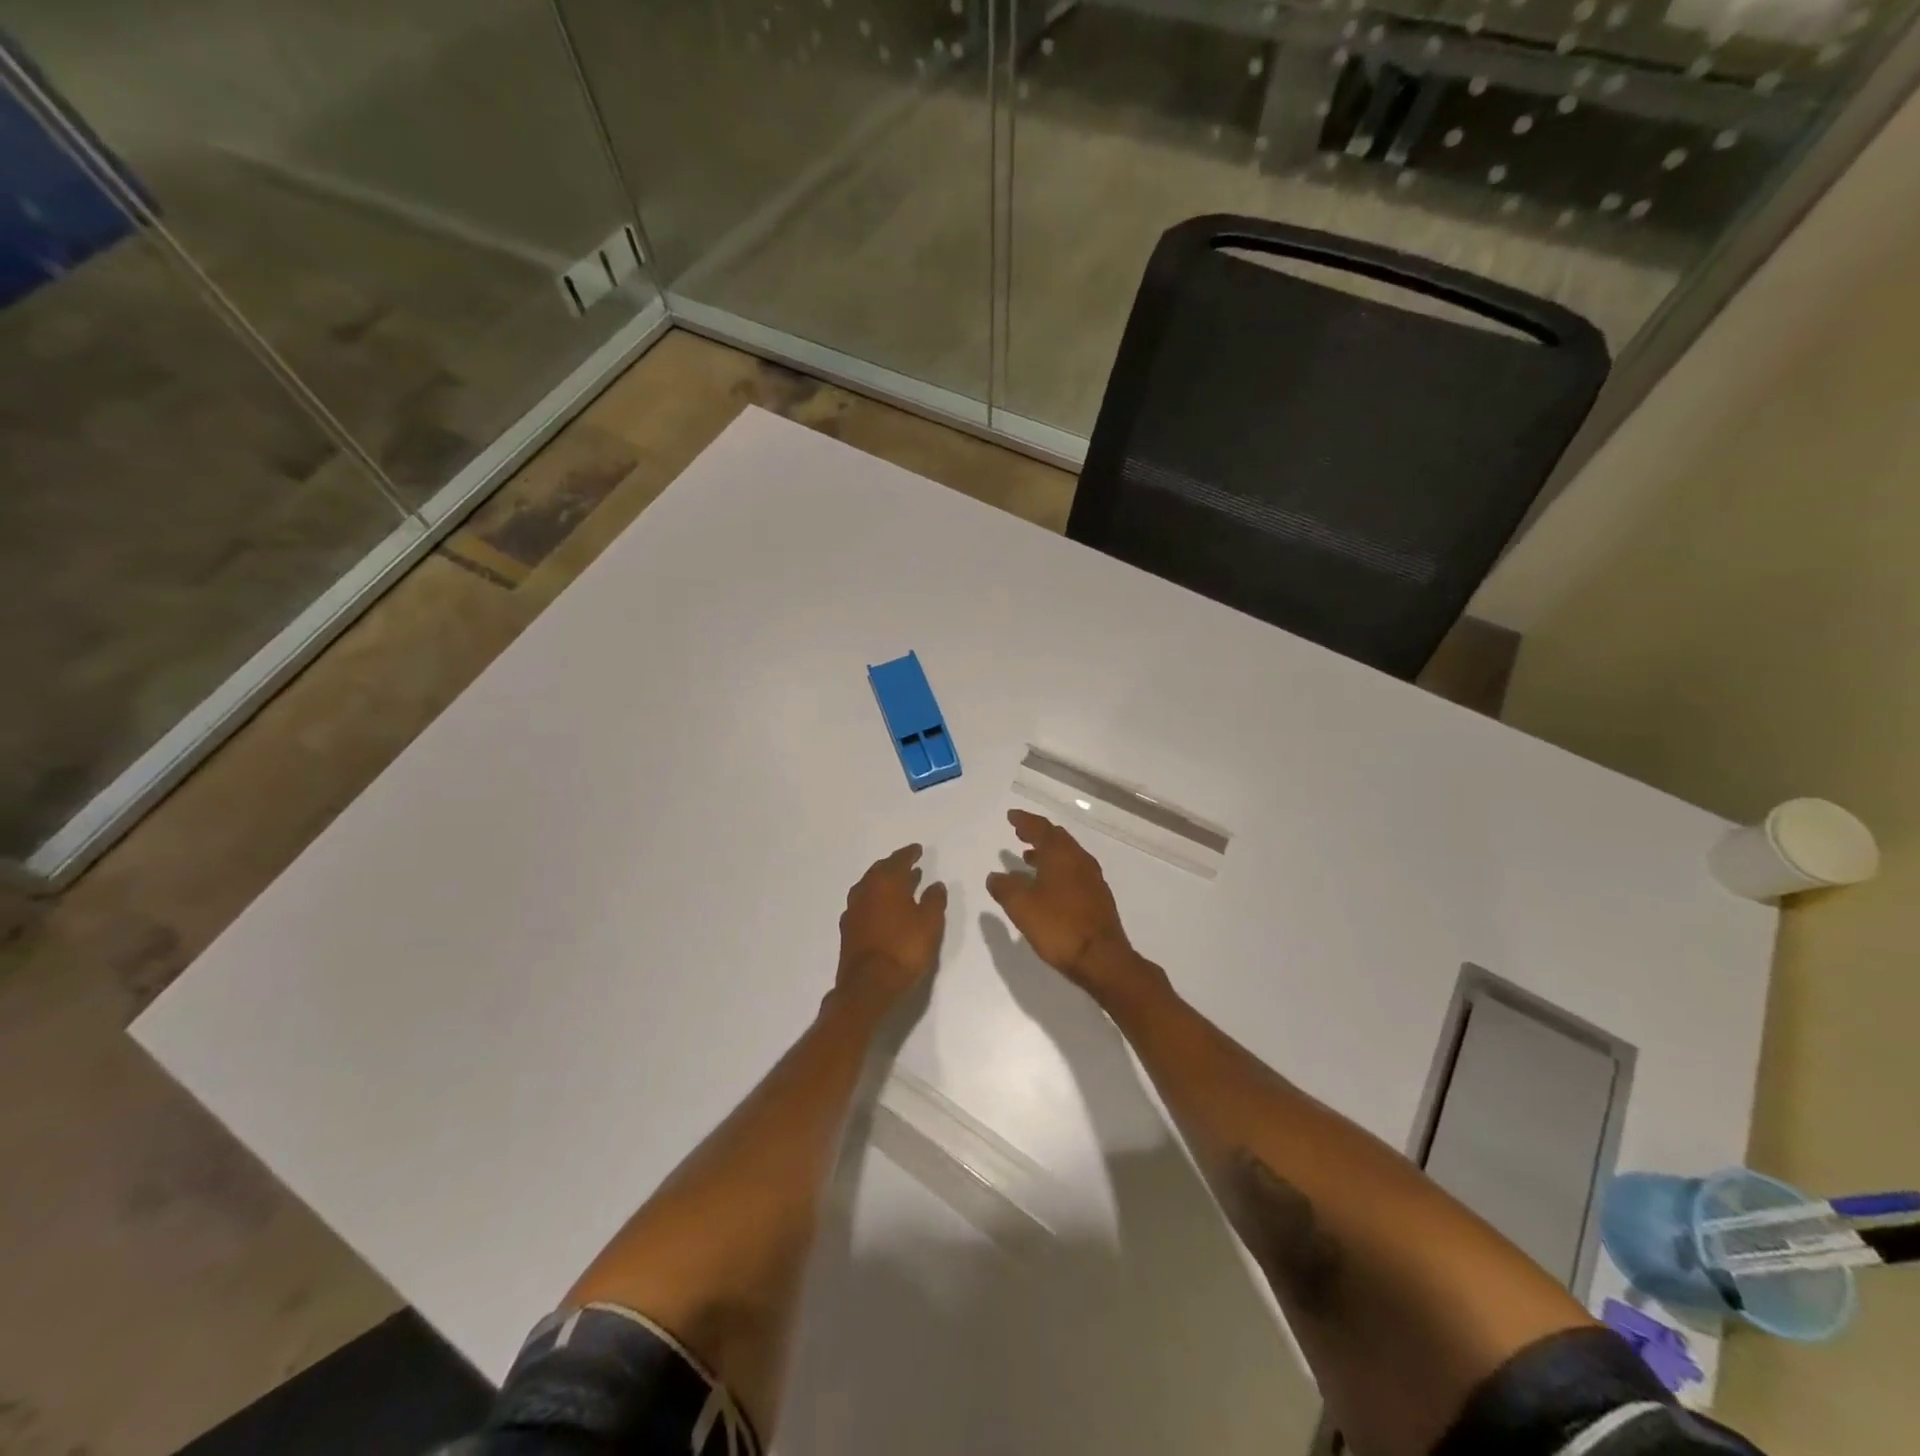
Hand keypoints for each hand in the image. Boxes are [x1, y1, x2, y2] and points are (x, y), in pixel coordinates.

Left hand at [835, 844, 947, 1013]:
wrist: (868, 986)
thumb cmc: (904, 949)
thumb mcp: (929, 924)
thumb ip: (933, 900)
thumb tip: (935, 884)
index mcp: (885, 882)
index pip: (898, 860)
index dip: (910, 854)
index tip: (918, 850)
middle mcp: (865, 890)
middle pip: (880, 870)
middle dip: (895, 866)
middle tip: (908, 864)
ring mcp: (853, 910)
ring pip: (869, 887)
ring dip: (884, 883)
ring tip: (899, 885)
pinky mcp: (847, 929)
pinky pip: (863, 903)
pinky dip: (875, 900)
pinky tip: (883, 909)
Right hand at [986, 810, 1164, 1006]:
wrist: (1102, 958)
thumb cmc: (1058, 926)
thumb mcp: (1021, 906)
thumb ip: (1005, 887)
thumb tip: (995, 875)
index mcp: (1061, 854)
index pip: (1041, 828)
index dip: (1025, 821)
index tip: (1012, 816)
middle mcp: (1079, 860)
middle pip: (1057, 838)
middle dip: (1037, 834)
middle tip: (1020, 832)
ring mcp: (1092, 879)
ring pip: (1067, 856)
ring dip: (1047, 853)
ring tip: (1028, 858)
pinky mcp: (1098, 897)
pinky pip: (1074, 872)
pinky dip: (1057, 869)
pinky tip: (1047, 886)